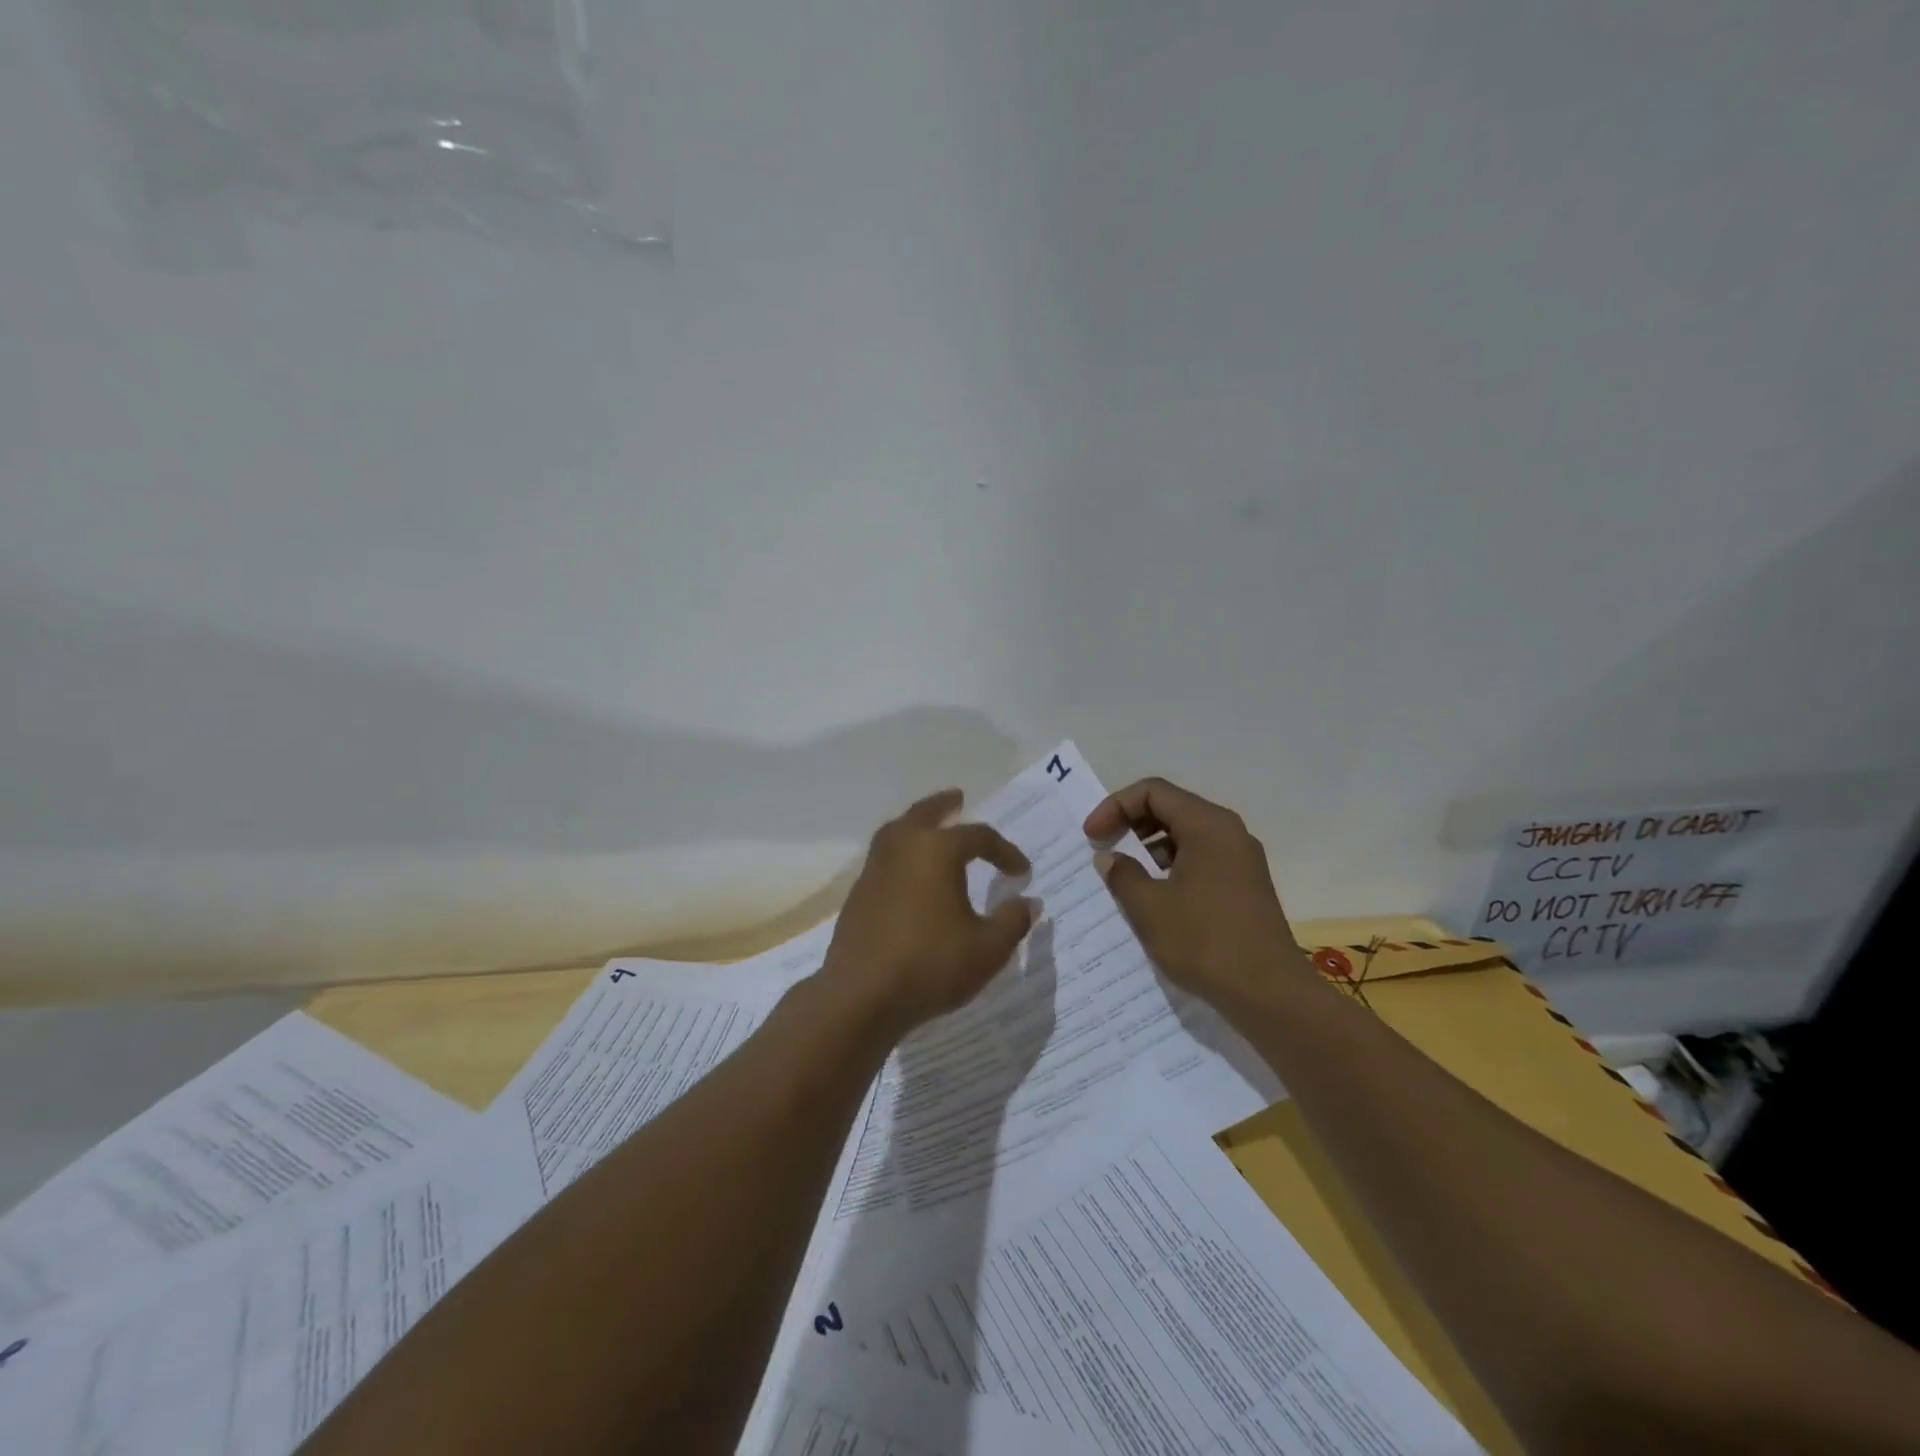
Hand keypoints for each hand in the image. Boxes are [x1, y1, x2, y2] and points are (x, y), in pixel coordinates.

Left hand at [819, 789, 1036, 1035]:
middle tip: (958, 797)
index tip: (1022, 871)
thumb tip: (1028, 902)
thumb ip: (1012, 921)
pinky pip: (884, 857)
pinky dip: (901, 852)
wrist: (861, 996)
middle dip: (945, 805)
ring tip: (929, 827)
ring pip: (897, 831)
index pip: (979, 837)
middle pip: (925, 814)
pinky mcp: (858, 893)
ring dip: (917, 824)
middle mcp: (903, 847)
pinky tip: (909, 873)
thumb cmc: (930, 965)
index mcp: (937, 850)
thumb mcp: (988, 949)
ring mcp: (875, 869)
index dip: (1005, 851)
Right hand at [1084, 777, 1305, 1010]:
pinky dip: (1170, 866)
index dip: (1114, 806)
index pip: (1153, 792)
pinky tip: (1152, 897)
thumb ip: (1122, 874)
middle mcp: (1228, 832)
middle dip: (1130, 823)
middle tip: (1102, 848)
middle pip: (1170, 808)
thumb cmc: (1205, 941)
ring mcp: (1240, 860)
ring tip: (1122, 875)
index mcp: (1208, 825)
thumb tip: (1110, 858)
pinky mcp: (1244, 886)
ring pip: (1185, 835)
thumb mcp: (1150, 908)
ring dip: (1149, 847)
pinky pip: (1200, 859)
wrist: (1270, 994)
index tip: (1092, 836)